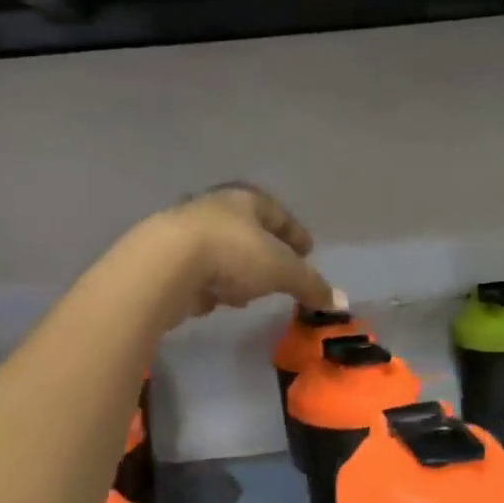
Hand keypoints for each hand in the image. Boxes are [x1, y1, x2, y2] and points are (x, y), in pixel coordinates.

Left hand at [143, 184, 339, 324]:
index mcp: (244, 201)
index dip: (295, 232)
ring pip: (221, 251)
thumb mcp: (282, 270)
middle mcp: (213, 210)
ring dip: (237, 271)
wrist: (163, 265)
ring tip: (247, 294)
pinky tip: (216, 301)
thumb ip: (310, 284)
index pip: (277, 212)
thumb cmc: (233, 254)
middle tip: (279, 272)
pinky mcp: (164, 261)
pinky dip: (212, 285)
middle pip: (246, 230)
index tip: (309, 250)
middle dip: (264, 252)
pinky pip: (198, 273)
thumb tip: (339, 301)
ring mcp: (185, 234)